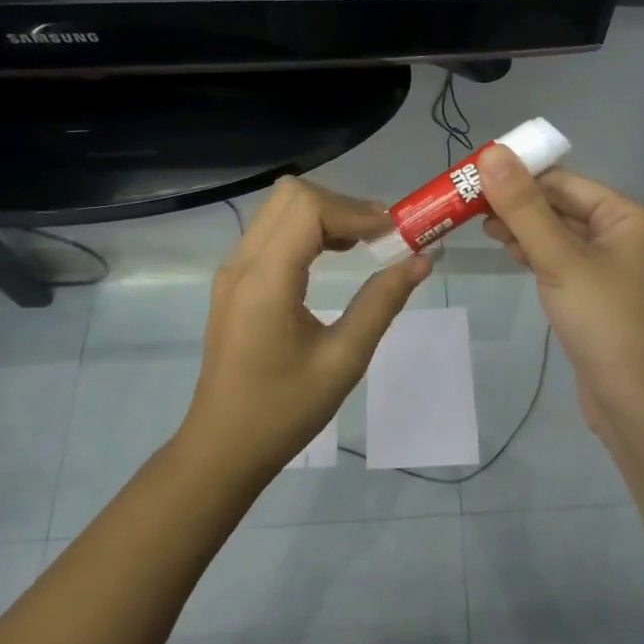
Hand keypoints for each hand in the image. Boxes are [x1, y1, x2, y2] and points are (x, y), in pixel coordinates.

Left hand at [182, 176, 432, 476]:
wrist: (223, 448)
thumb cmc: (284, 411)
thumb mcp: (343, 360)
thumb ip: (382, 303)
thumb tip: (421, 260)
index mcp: (265, 281)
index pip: (308, 208)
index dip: (355, 211)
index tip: (393, 233)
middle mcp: (242, 263)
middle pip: (291, 196)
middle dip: (341, 204)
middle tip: (381, 235)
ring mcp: (233, 270)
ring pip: (280, 208)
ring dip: (325, 214)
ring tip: (364, 243)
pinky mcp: (235, 281)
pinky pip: (272, 231)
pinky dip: (307, 229)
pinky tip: (334, 255)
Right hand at [477, 148, 643, 427]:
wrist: (639, 403)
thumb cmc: (605, 322)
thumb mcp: (560, 259)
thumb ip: (523, 207)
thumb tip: (492, 153)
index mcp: (628, 217)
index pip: (565, 182)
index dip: (520, 176)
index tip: (474, 177)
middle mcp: (625, 235)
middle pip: (562, 206)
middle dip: (518, 204)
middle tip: (469, 204)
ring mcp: (613, 268)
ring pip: (560, 235)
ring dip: (524, 228)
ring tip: (480, 226)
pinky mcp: (599, 296)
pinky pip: (563, 262)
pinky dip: (536, 253)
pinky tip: (509, 251)